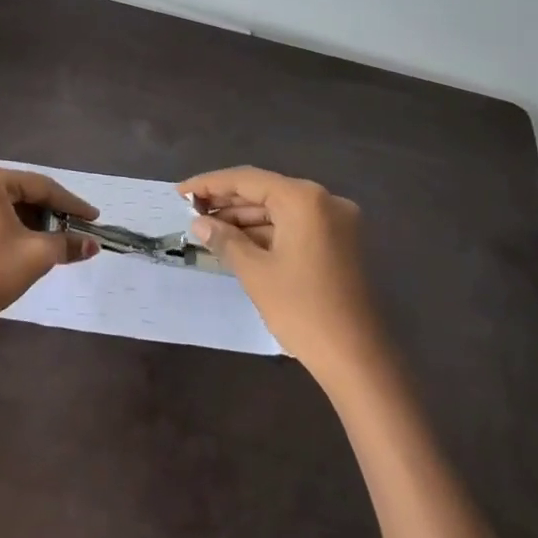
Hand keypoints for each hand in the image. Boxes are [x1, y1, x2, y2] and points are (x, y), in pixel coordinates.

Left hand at [0, 164, 99, 329]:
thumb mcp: (36, 256)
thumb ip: (67, 244)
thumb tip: (93, 244)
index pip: (40, 186)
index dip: (71, 204)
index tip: (94, 218)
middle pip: (21, 192)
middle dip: (50, 212)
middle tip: (76, 229)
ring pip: (5, 204)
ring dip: (31, 220)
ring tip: (56, 239)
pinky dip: (10, 225)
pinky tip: (28, 241)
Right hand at [179, 167, 382, 377]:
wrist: (358, 358)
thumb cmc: (302, 309)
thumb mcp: (255, 272)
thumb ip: (225, 240)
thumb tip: (199, 223)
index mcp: (304, 199)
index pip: (247, 180)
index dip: (209, 184)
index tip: (179, 193)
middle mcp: (324, 201)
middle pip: (265, 191)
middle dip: (227, 202)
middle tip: (190, 212)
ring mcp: (337, 223)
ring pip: (280, 210)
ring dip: (245, 219)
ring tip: (208, 230)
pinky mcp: (340, 244)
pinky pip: (295, 226)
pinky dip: (267, 232)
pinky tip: (238, 243)